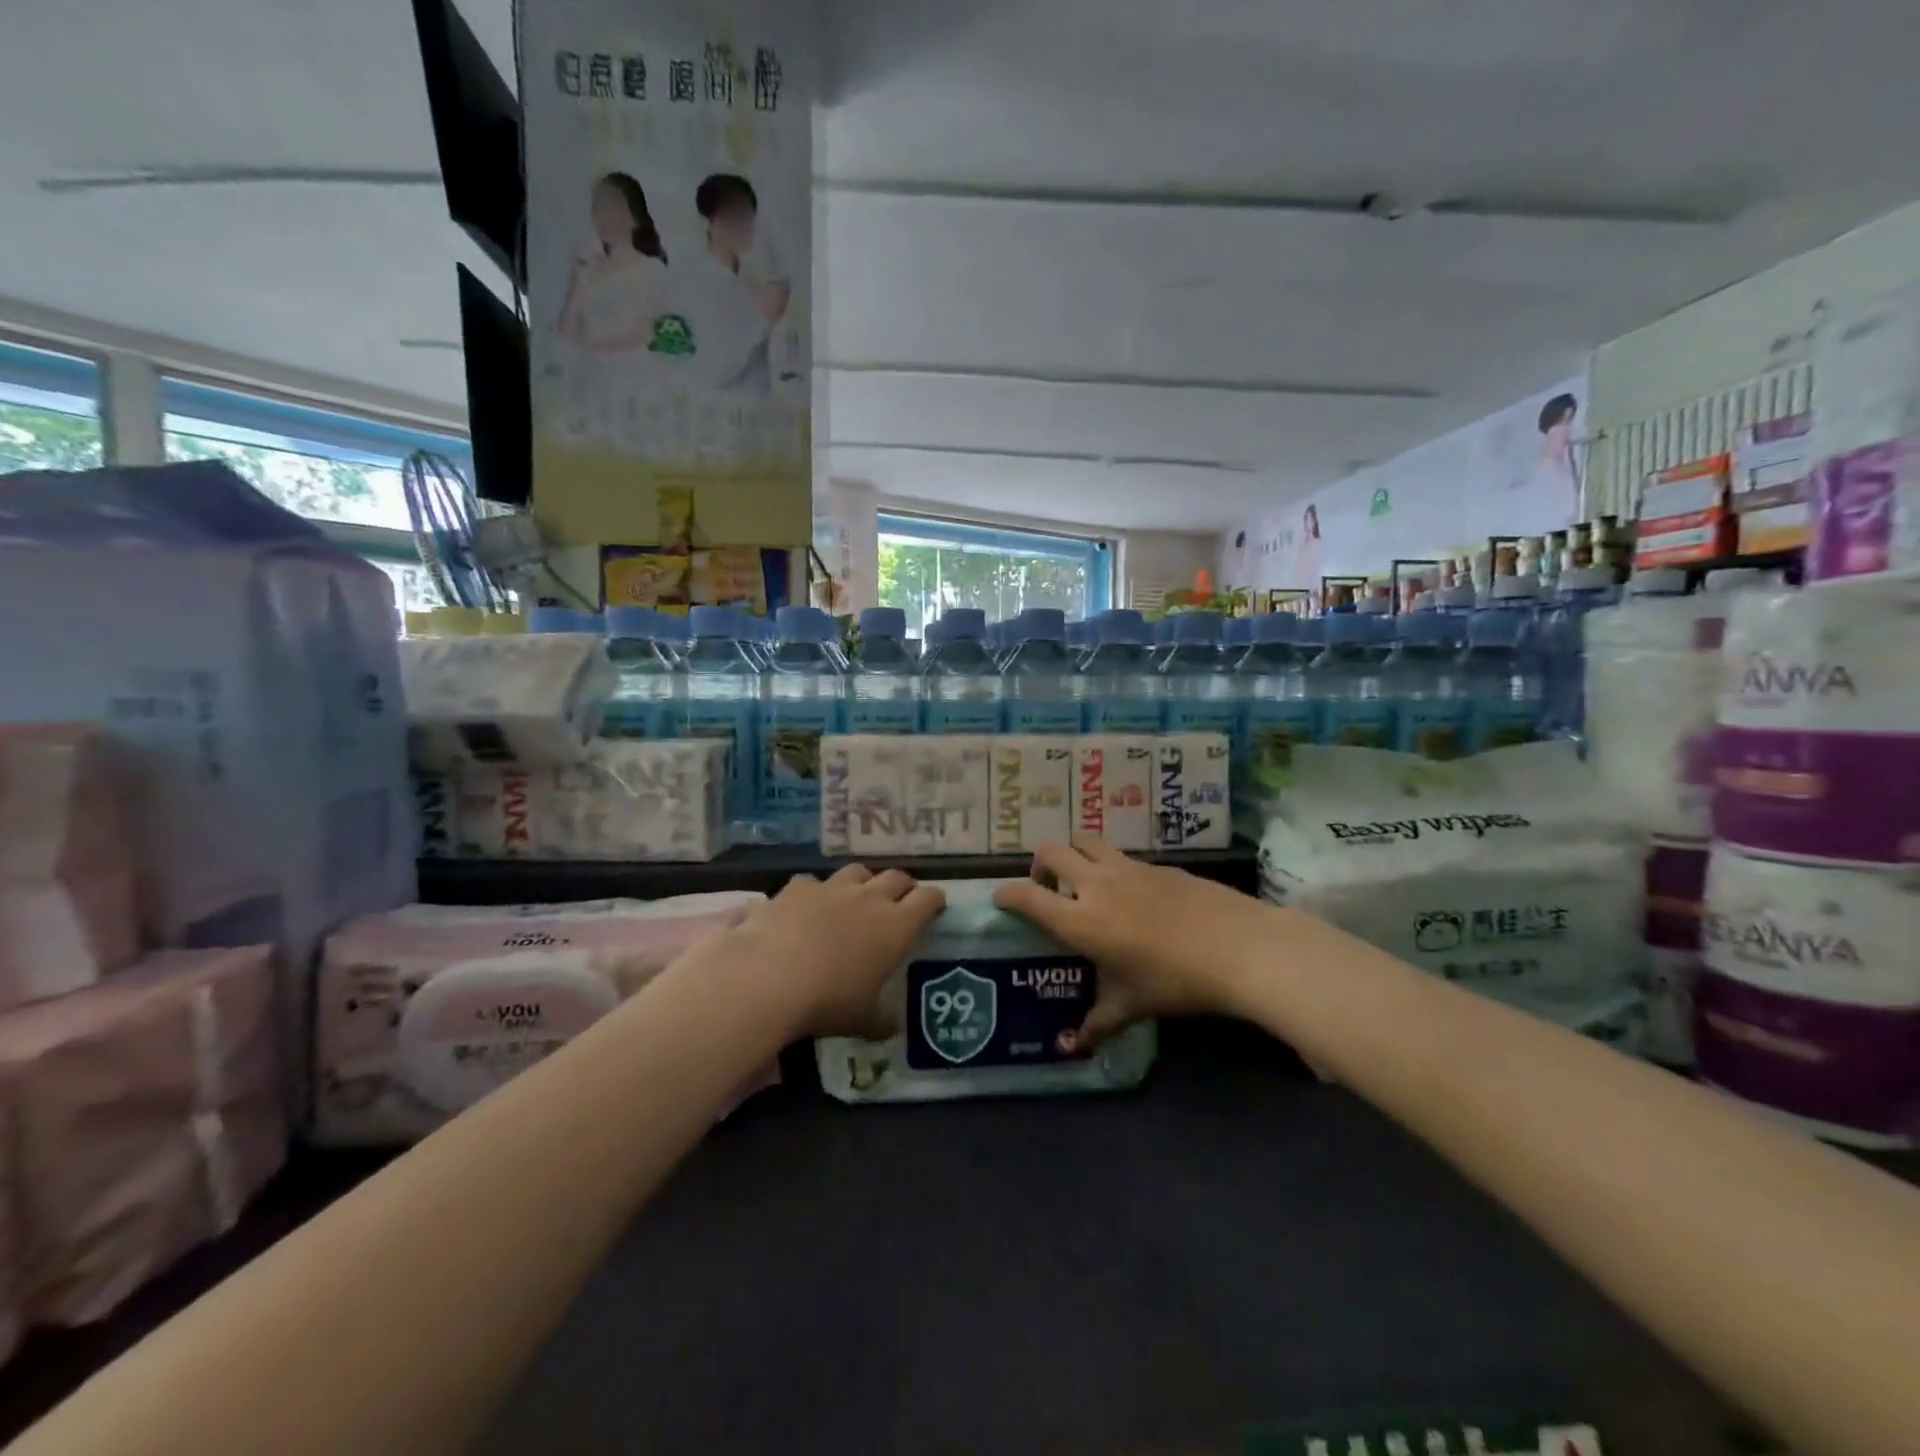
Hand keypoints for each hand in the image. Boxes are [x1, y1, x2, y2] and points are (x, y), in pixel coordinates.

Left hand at [724, 866, 943, 1040]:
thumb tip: (891, 1028)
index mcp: (896, 926)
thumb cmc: (828, 1001)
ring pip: (857, 871)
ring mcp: (832, 888)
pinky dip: (815, 892)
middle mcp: (869, 898)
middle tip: (900, 901)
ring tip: (858, 896)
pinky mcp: (797, 887)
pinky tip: (807, 907)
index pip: (927, 900)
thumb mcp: (862, 1020)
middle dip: (902, 886)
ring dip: (863, 882)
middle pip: (896, 877)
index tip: (935, 906)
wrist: (769, 977)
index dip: (934, 900)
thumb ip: (881, 1020)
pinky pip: (813, 882)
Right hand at [993, 839, 1274, 1053]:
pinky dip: (1111, 866)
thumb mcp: (1132, 1006)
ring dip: (1073, 853)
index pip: (1028, 896)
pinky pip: (1121, 855)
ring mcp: (1127, 869)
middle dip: (1039, 865)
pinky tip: (1131, 892)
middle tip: (1047, 886)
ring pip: (1085, 841)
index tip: (1001, 900)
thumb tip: (1072, 1047)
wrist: (1237, 946)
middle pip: (1051, 852)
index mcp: (1080, 921)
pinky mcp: (1157, 864)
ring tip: (1083, 878)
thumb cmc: (1175, 981)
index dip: (1007, 894)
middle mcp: (1096, 886)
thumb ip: (1097, 1023)